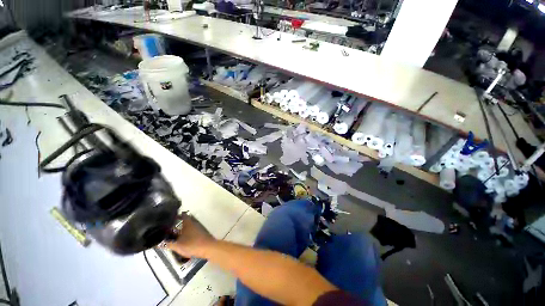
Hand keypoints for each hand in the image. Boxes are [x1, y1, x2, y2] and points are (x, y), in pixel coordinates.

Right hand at [166, 213, 215, 257]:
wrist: (208, 248)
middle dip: (177, 223)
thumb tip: (157, 243)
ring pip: (188, 226)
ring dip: (181, 229)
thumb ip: (167, 244)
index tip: (168, 217)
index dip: (175, 215)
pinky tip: (182, 239)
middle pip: (185, 220)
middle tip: (168, 227)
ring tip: (172, 234)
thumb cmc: (192, 244)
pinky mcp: (200, 233)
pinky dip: (186, 233)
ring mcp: (198, 227)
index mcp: (188, 222)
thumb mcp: (177, 245)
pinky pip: (191, 230)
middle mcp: (193, 223)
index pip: (182, 215)